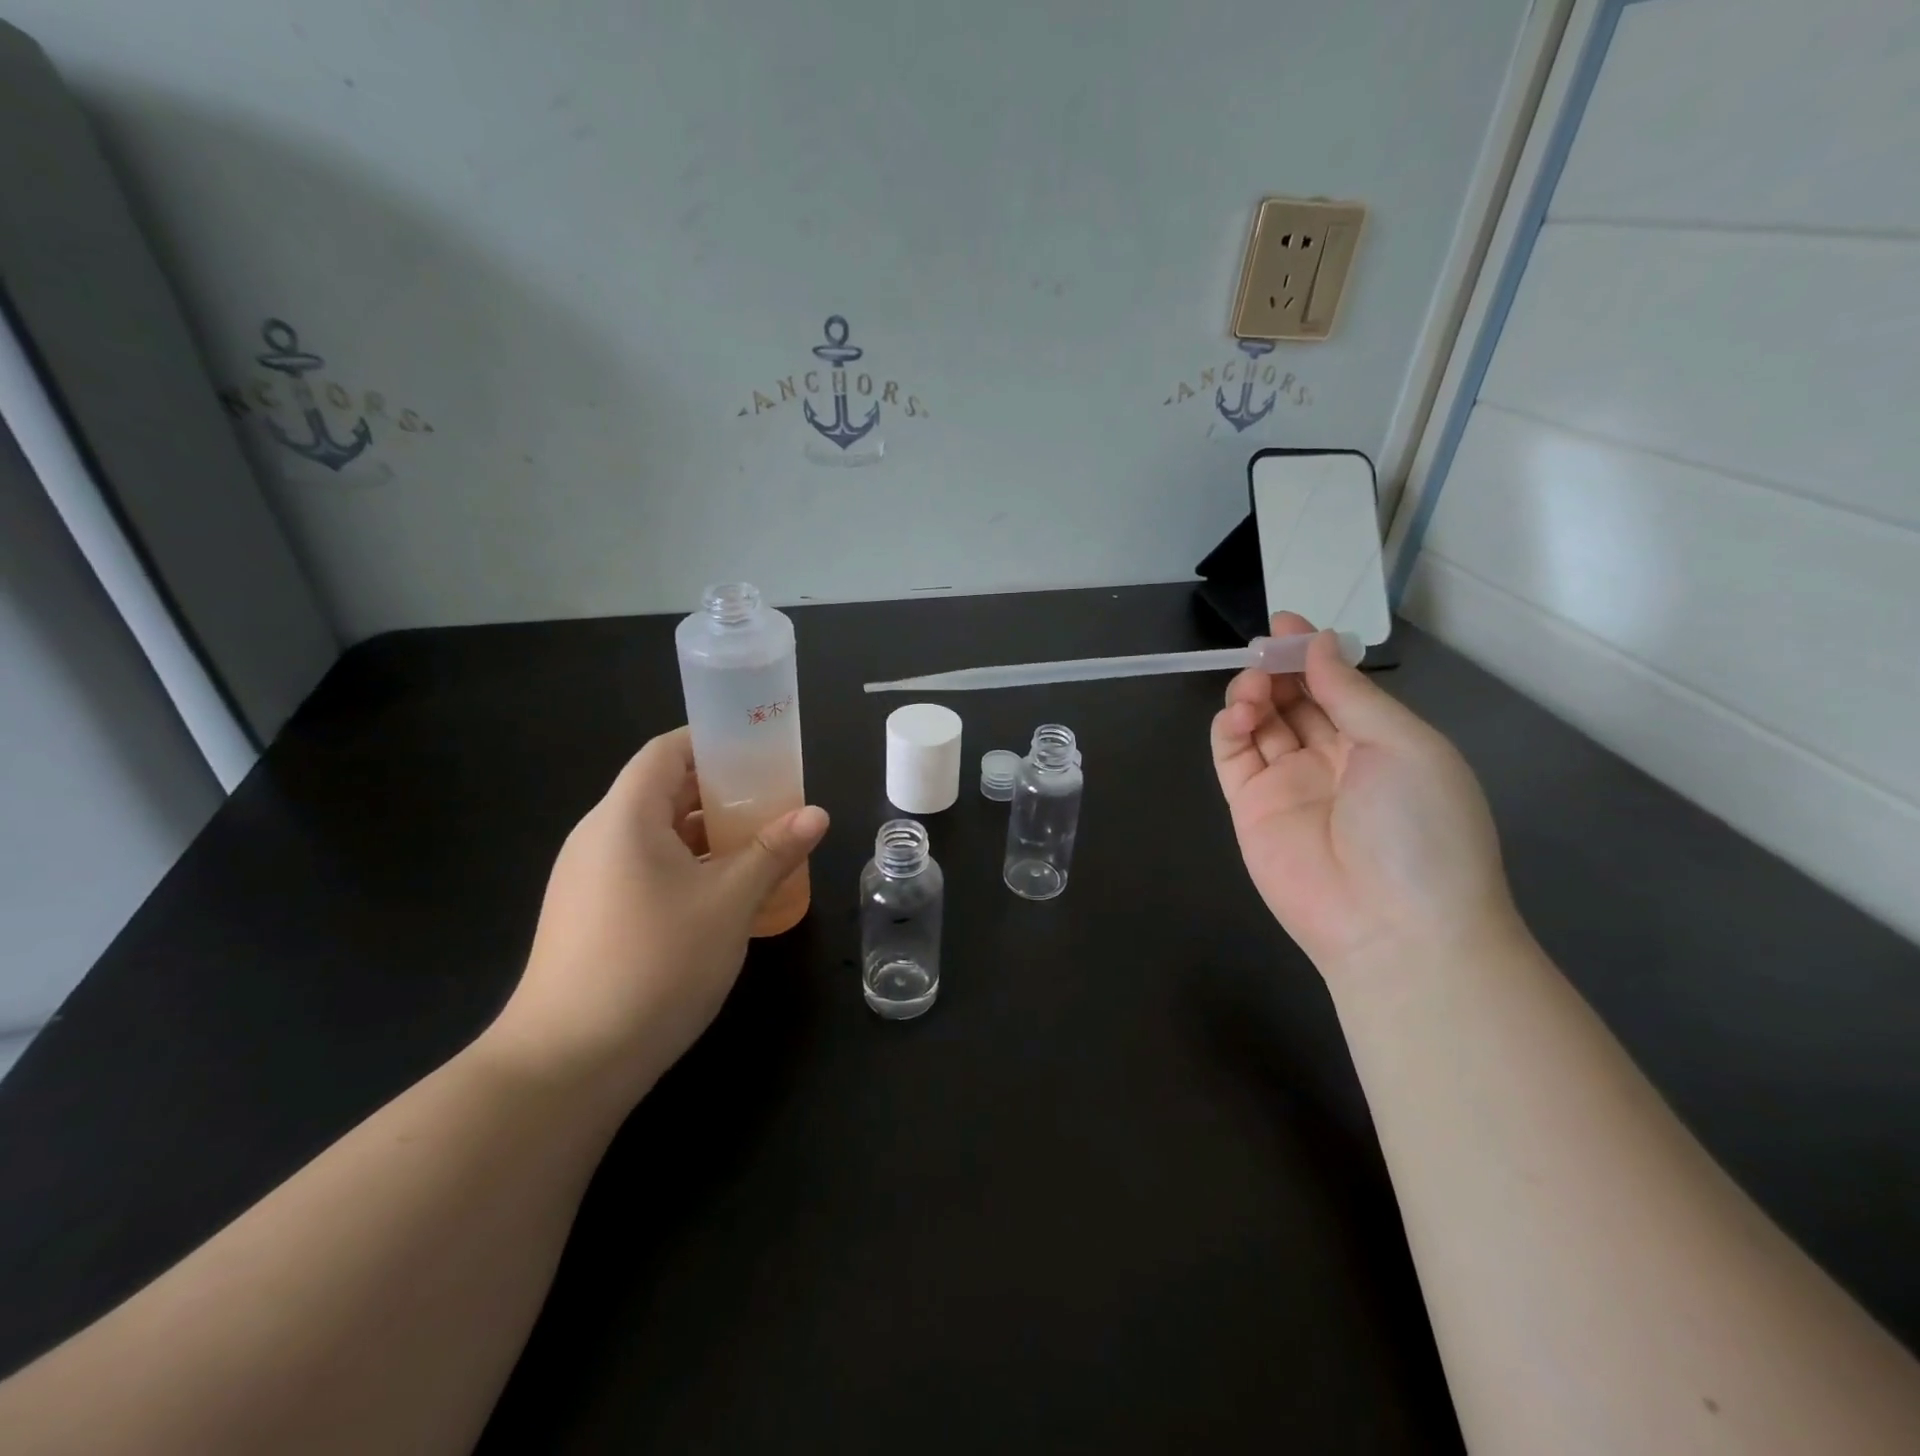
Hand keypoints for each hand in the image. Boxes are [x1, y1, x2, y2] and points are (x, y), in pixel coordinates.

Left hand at [484, 727, 828, 1113]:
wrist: (567, 1064)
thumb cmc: (655, 964)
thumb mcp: (728, 902)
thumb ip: (774, 851)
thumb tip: (817, 814)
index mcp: (624, 818)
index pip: (665, 752)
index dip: (711, 741)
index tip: (760, 748)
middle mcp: (599, 838)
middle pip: (663, 792)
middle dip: (721, 792)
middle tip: (775, 799)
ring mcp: (589, 881)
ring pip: (657, 836)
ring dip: (708, 834)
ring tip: (761, 844)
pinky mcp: (590, 917)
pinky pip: (645, 870)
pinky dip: (687, 867)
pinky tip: (725, 893)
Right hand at [1210, 613, 1517, 979]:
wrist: (1394, 927)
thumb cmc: (1419, 827)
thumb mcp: (1404, 746)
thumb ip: (1351, 694)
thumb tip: (1317, 643)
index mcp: (1379, 743)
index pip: (1336, 687)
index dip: (1310, 654)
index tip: (1285, 624)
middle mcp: (1332, 759)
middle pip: (1294, 701)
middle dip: (1277, 669)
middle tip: (1263, 650)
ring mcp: (1287, 784)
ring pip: (1260, 724)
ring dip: (1252, 695)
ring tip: (1253, 688)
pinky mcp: (1250, 808)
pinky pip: (1233, 758)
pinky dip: (1228, 729)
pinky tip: (1237, 715)